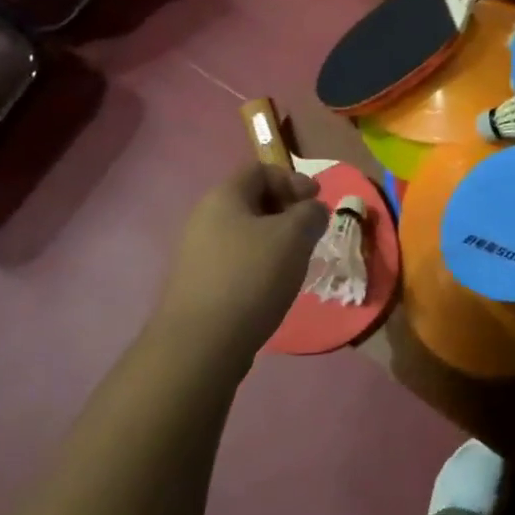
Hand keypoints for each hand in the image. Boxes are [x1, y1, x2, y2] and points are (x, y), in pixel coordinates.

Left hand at [154, 162, 328, 370]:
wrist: (201, 344)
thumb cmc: (251, 277)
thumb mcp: (294, 236)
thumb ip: (311, 213)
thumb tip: (313, 210)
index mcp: (224, 197)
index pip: (260, 170)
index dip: (293, 179)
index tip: (316, 200)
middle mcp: (204, 218)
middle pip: (252, 200)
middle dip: (286, 210)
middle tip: (310, 231)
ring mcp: (198, 253)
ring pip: (245, 232)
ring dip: (275, 239)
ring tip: (296, 260)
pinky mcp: (199, 284)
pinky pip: (236, 259)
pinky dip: (260, 263)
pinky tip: (273, 285)